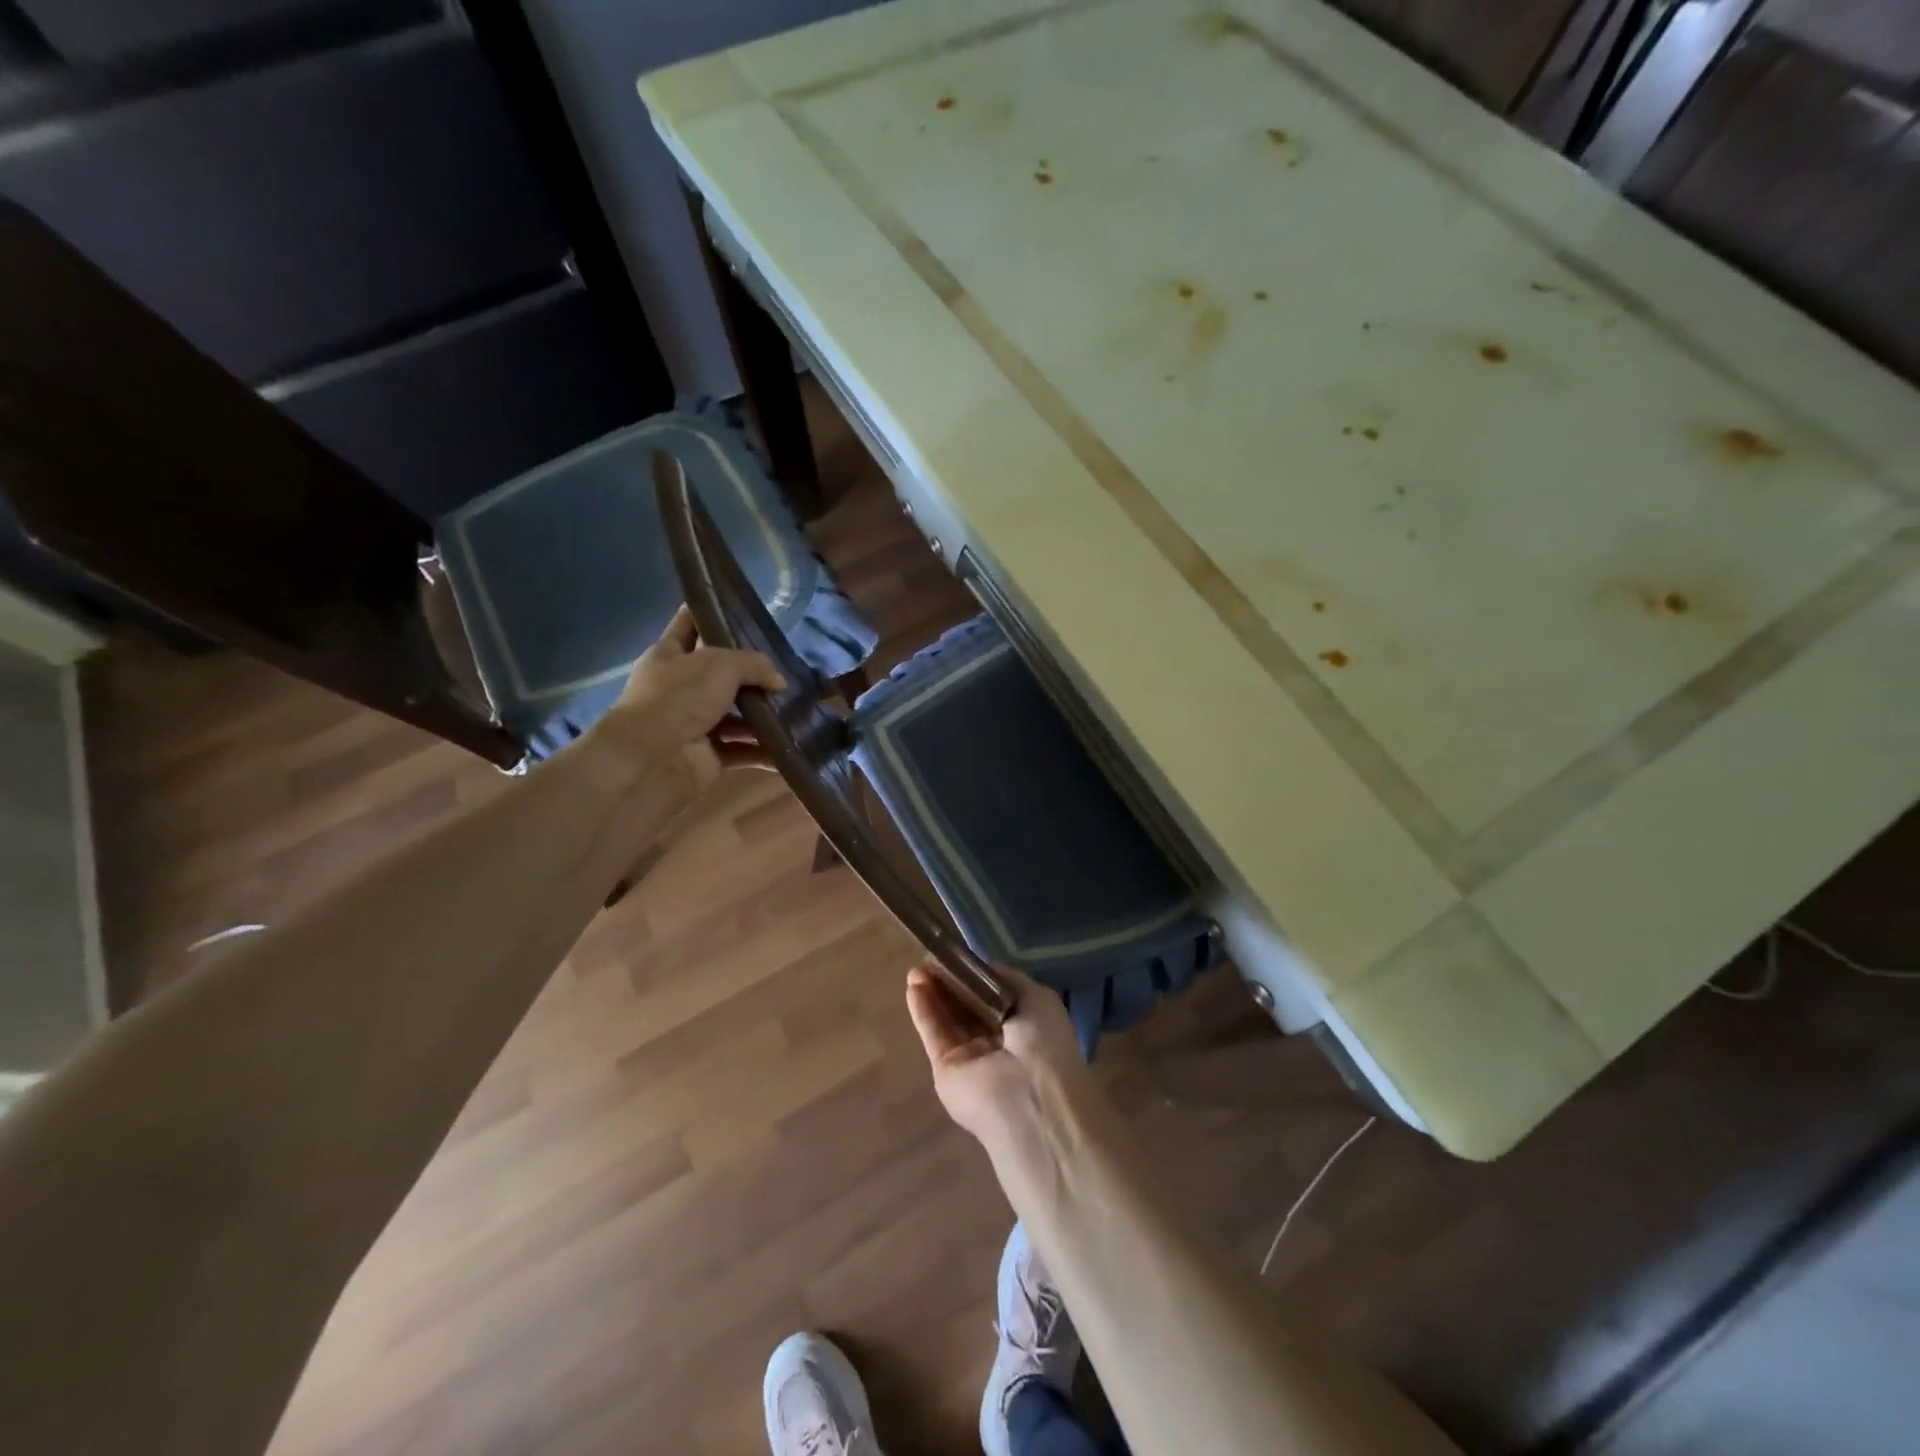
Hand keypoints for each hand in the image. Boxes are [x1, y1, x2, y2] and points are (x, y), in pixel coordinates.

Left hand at [594, 605, 784, 797]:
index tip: (744, 610)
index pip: (690, 623)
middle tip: (788, 668)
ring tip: (798, 709)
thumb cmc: (679, 698)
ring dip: (764, 715)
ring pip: (737, 715)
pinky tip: (790, 744)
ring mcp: (694, 723)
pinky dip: (764, 750)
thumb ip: (754, 664)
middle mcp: (681, 687)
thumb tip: (779, 681)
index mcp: (670, 655)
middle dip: (753, 673)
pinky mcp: (709, 756)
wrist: (653, 759)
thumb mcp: (720, 664)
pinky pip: (743, 750)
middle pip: (722, 674)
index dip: (713, 613)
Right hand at [905, 961, 1093, 1148]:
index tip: (959, 956)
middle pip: (967, 1005)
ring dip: (933, 991)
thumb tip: (980, 968)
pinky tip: (913, 986)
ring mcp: (971, 1058)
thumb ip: (1006, 980)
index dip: (975, 976)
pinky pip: (934, 1034)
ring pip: (948, 1018)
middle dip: (951, 981)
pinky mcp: (946, 1070)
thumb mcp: (1038, 998)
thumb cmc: (1045, 1044)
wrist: (1031, 1101)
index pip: (994, 996)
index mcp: (1025, 1026)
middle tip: (931, 958)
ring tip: (917, 968)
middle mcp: (998, 1042)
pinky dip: (923, 1010)